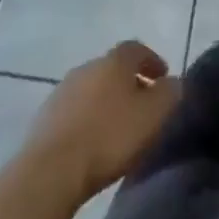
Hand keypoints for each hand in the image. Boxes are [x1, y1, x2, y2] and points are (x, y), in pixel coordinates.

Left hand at [26, 40, 181, 203]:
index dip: (152, 60)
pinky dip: (88, 118)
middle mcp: (87, 67)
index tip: (163, 77)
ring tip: (118, 125)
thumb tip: (173, 83)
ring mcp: (62, 91)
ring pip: (92, 89)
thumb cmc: (109, 137)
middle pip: (113, 68)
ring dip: (107, 101)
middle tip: (143, 103)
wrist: (51, 170)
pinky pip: (75, 110)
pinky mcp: (45, 117)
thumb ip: (169, 94)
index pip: (137, 48)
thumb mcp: (153, 115)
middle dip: (130, 82)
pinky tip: (93, 140)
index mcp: (114, 61)